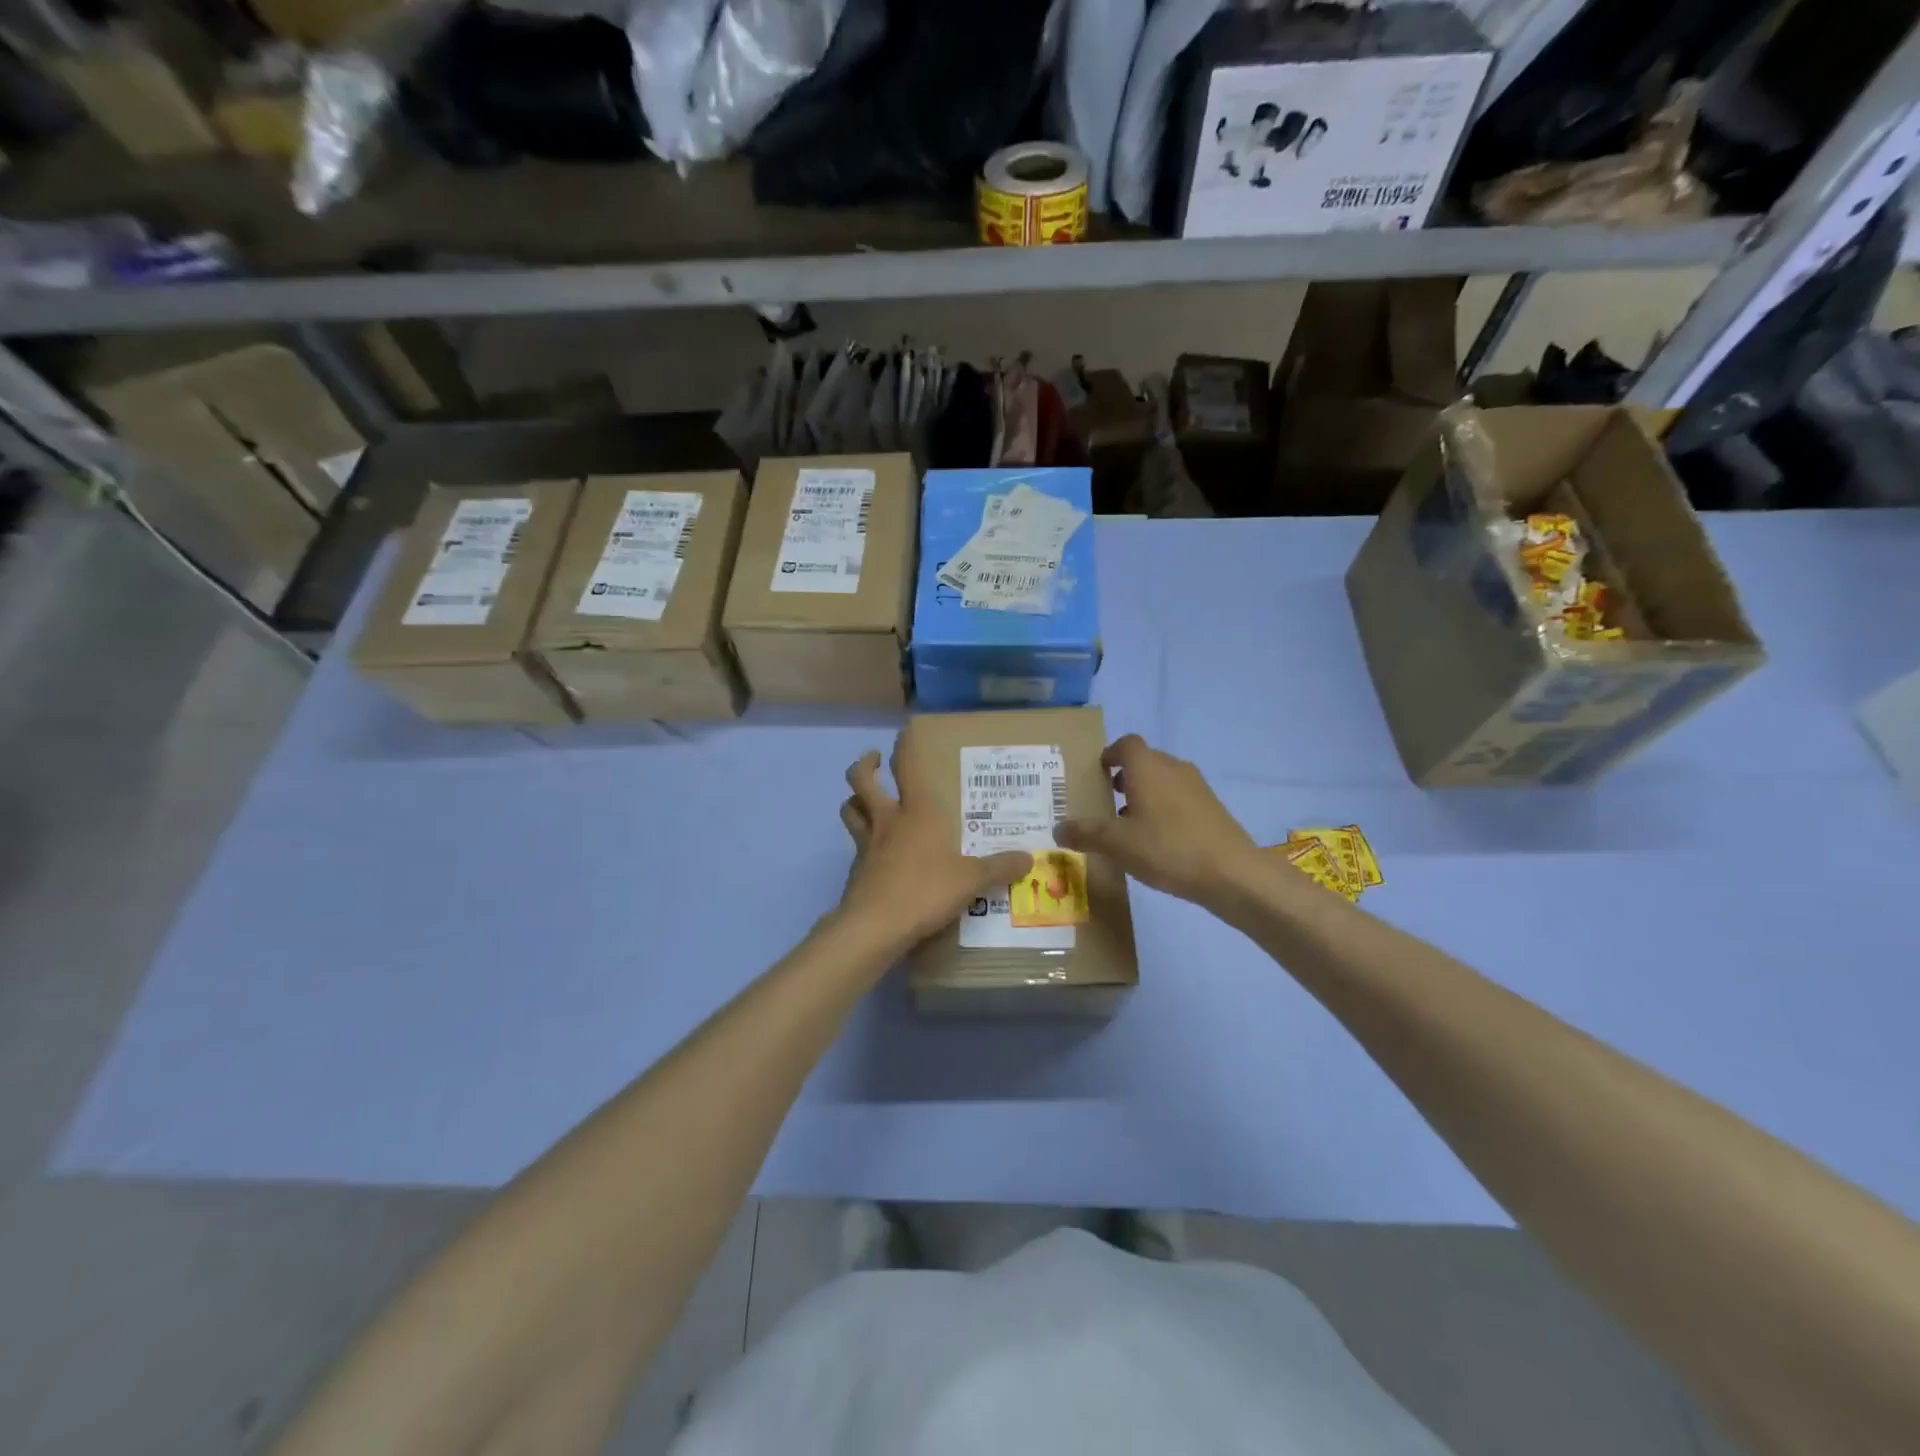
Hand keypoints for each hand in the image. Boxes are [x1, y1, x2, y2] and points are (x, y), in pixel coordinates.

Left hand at [835, 739, 1032, 952]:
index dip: (904, 745)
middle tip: (875, 759)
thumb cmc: (925, 890)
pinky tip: (877, 852)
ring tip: (865, 799)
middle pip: (862, 781)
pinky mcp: (856, 870)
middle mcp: (887, 820)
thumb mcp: (971, 879)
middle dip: (865, 765)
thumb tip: (1028, 858)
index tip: (904, 731)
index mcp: (916, 812)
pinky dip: (862, 840)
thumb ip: (999, 867)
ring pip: (850, 809)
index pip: (906, 767)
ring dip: (855, 799)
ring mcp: (867, 844)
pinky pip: (855, 844)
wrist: (876, 926)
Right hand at [1054, 734, 1259, 910]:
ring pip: (1162, 780)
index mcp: (1147, 767)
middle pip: (1144, 761)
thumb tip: (1058, 828)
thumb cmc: (1167, 848)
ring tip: (1128, 825)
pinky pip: (1179, 798)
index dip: (1109, 755)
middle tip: (1106, 803)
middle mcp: (1172, 768)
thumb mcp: (1117, 844)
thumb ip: (1085, 833)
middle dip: (1124, 778)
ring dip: (1144, 794)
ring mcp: (1196, 787)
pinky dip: (1164, 809)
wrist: (1231, 873)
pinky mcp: (1211, 807)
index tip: (1097, 775)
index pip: (1125, 744)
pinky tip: (1157, 841)